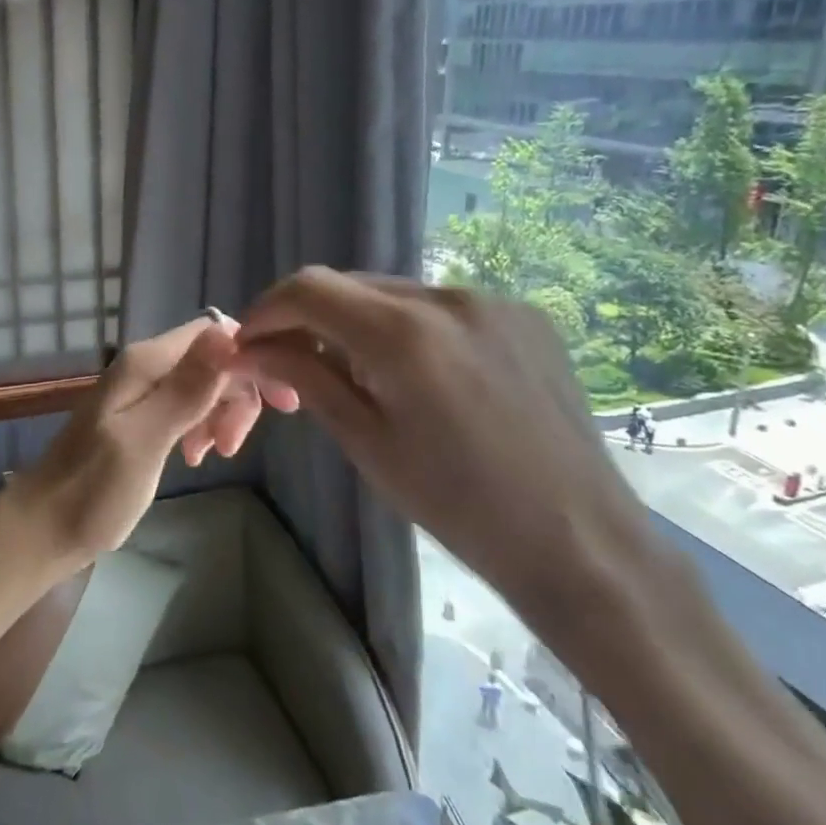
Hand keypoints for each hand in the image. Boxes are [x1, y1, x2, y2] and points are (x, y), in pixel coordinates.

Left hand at [1, 315, 295, 567]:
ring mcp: (142, 390)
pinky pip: (186, 405)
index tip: (278, 402)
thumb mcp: (145, 441)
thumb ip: (185, 389)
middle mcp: (145, 366)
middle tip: (233, 446)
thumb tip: (229, 333)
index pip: (215, 332)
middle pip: (213, 358)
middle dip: (236, 395)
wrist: (45, 527)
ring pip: (203, 383)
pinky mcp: (142, 415)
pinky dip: (202, 426)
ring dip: (221, 414)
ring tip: (216, 455)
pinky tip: (196, 456)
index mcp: (146, 362)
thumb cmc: (93, 490)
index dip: (251, 358)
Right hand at [229, 268, 659, 629]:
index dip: (266, 311)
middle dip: (309, 318)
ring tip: (357, 374)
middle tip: (293, 365)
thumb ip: (304, 377)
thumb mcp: (365, 441)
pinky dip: (407, 328)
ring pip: (394, 294)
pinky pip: (440, 306)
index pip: (308, 288)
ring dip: (357, 322)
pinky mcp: (522, 314)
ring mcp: (492, 300)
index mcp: (404, 333)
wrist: (578, 539)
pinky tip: (417, 374)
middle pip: (349, 285)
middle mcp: (448, 297)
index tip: (249, 346)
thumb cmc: (457, 504)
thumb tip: (247, 350)